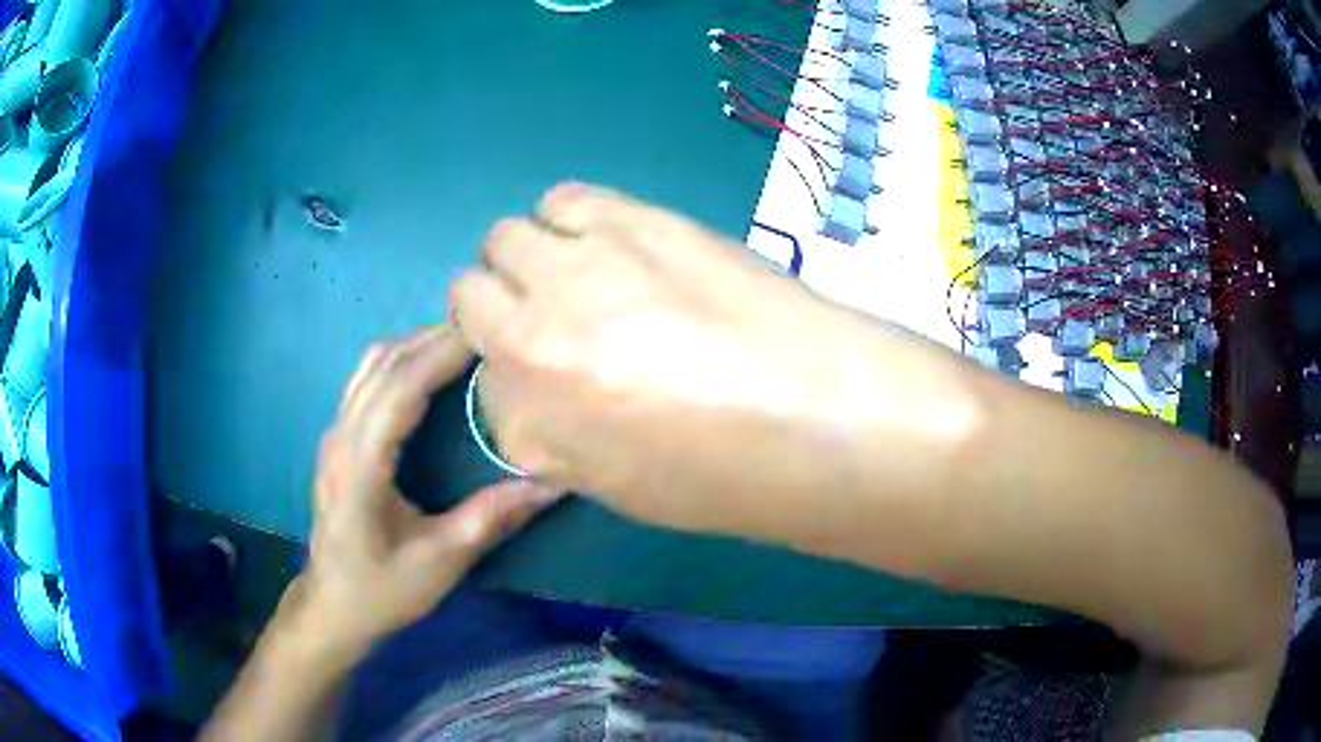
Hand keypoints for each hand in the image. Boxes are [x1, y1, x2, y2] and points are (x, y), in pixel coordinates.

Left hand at [289, 325, 560, 658]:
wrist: (332, 606)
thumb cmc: (383, 589)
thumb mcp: (441, 562)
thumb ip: (493, 518)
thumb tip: (554, 482)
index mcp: (362, 464)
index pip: (401, 386)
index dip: (444, 352)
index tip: (491, 331)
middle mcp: (342, 436)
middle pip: (385, 363)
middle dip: (435, 337)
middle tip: (489, 327)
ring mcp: (335, 434)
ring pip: (371, 366)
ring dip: (416, 343)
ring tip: (464, 340)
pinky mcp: (338, 440)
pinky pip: (367, 380)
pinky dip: (400, 361)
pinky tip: (429, 369)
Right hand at [450, 184, 930, 540]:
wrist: (816, 414)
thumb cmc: (730, 474)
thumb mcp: (623, 487)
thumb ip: (560, 439)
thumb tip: (548, 393)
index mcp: (526, 428)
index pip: (483, 384)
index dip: (517, 375)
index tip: (552, 374)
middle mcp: (526, 344)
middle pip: (470, 295)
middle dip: (500, 304)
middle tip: (555, 311)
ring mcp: (573, 275)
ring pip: (506, 239)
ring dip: (531, 255)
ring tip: (585, 270)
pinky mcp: (627, 223)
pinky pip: (563, 200)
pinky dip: (572, 218)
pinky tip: (612, 240)